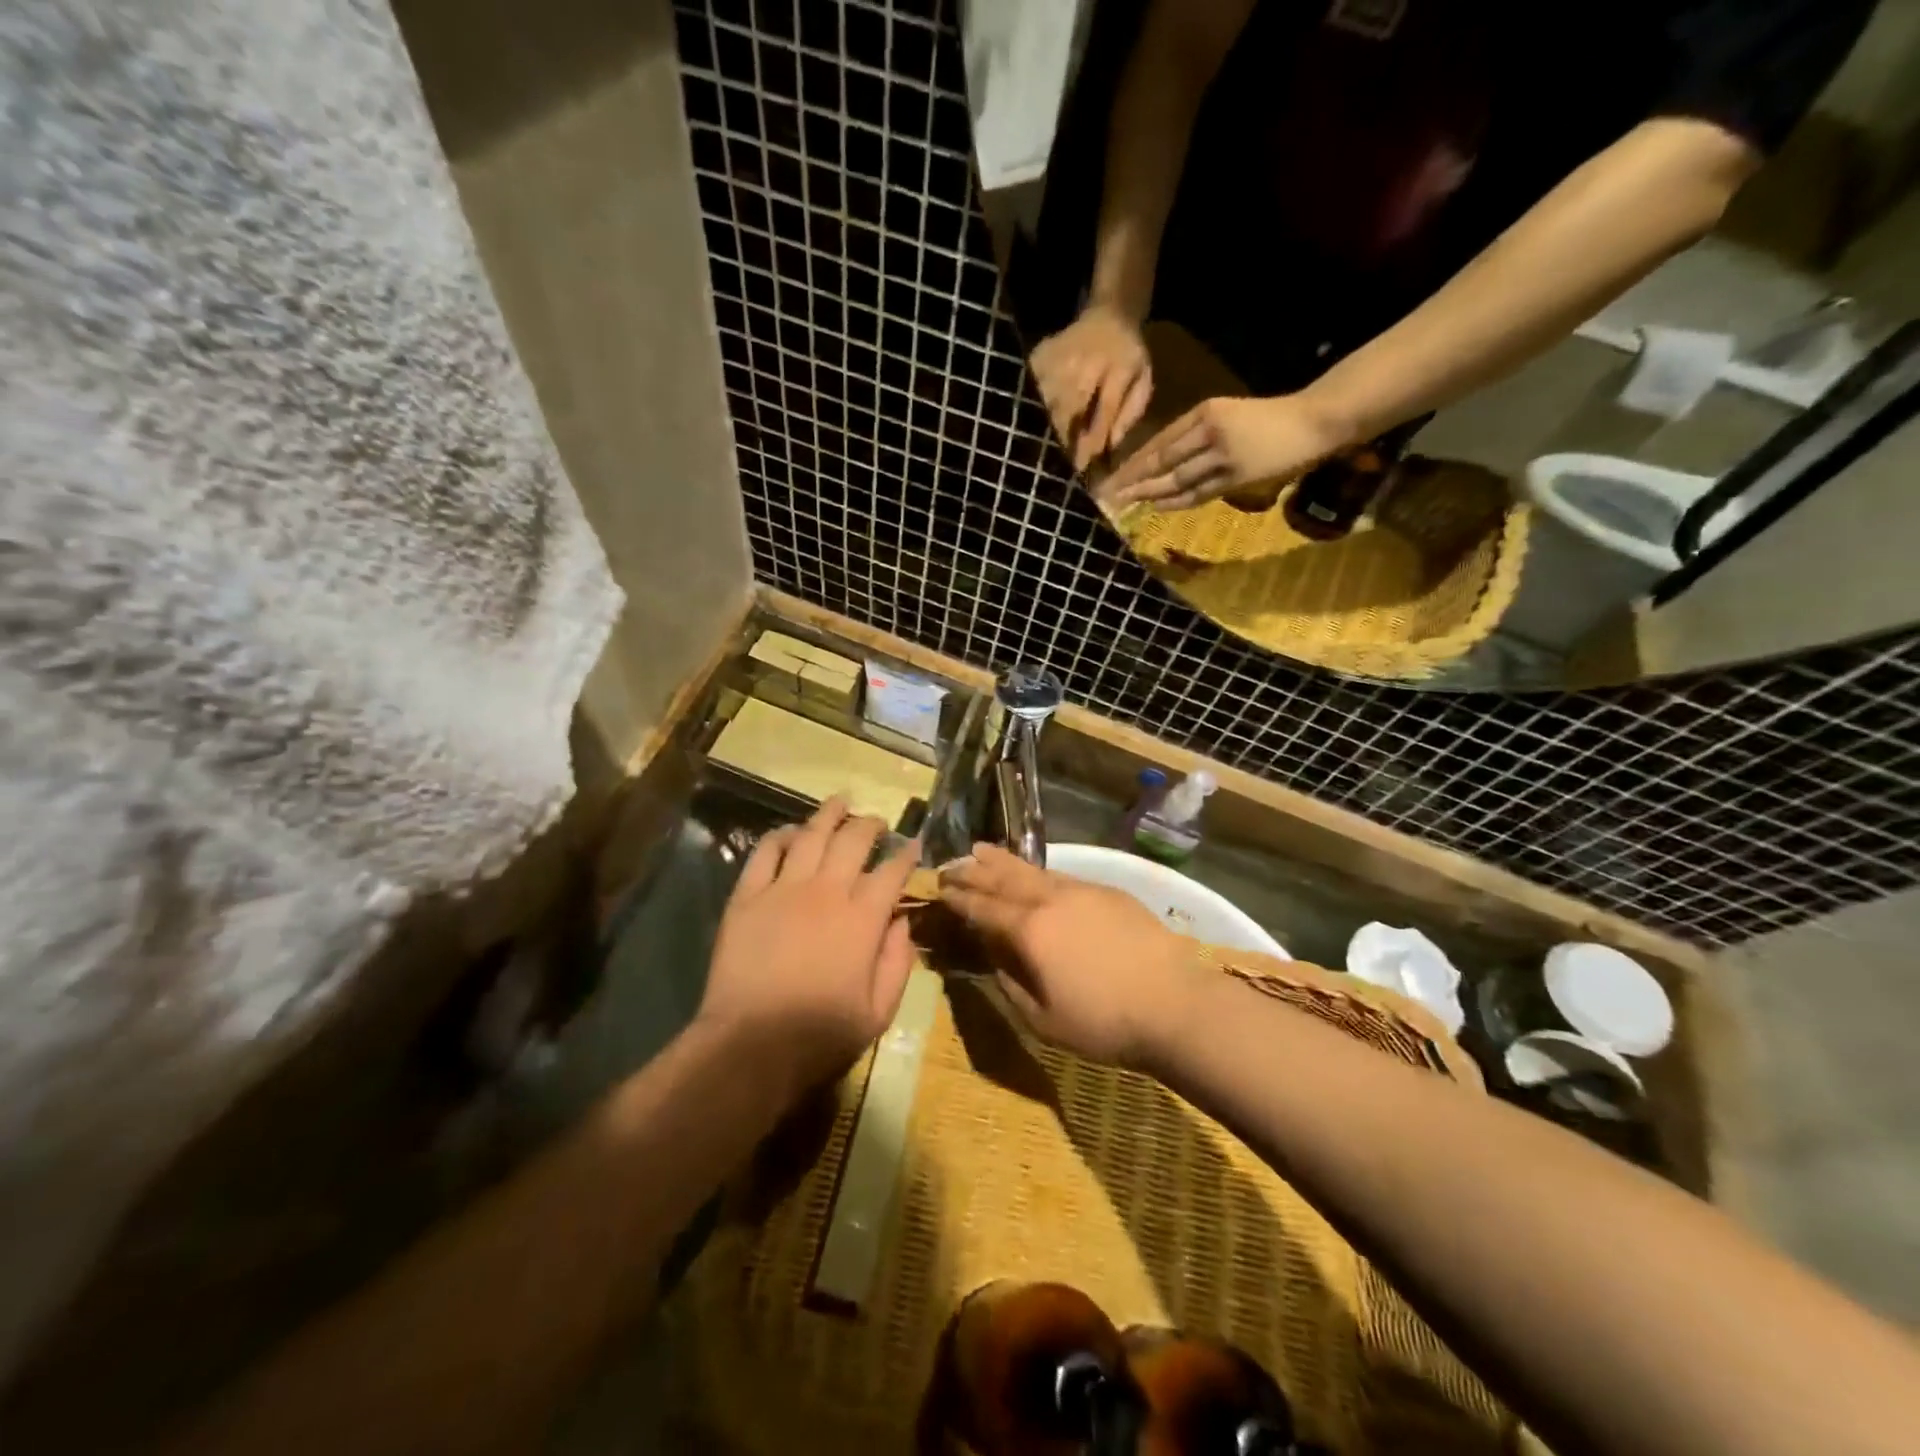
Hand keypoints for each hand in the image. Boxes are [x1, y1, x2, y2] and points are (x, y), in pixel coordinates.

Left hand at [698, 798, 918, 1102]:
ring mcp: (784, 889)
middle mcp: (827, 891)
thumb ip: (897, 962)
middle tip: (877, 822)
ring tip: (840, 802)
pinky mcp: (748, 896)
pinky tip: (790, 831)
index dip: (907, 854)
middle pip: (853, 840)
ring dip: (829, 815)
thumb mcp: (878, 1012)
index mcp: (863, 918)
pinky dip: (780, 836)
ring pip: (811, 835)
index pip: (892, 871)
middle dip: (871, 825)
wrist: (750, 1045)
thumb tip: (902, 922)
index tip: (914, 845)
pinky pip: (765, 853)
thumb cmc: (821, 1034)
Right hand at [939, 845, 1202, 1065]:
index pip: (983, 908)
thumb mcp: (1042, 1019)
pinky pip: (1062, 875)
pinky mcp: (1109, 892)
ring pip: (1033, 870)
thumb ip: (1010, 983)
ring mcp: (1082, 891)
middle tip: (953, 862)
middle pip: (1004, 878)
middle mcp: (1050, 901)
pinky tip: (1036, 874)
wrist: (1175, 1005)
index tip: (940, 887)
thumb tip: (994, 954)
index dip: (959, 898)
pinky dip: (1038, 871)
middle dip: (975, 869)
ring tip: (982, 849)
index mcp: (1029, 931)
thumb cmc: (1103, 1023)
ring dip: (1003, 861)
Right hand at [1029, 305, 1154, 470]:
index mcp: (1119, 366)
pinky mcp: (1042, 354)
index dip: (1092, 440)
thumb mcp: (1142, 382)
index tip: (1082, 466)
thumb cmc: (1128, 356)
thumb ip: (1129, 414)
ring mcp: (1061, 355)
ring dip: (1046, 427)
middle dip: (1065, 438)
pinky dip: (1032, 407)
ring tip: (1046, 447)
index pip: (1104, 410)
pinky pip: (1032, 388)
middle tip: (1060, 463)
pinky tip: (1033, 420)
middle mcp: (1088, 359)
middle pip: (1071, 408)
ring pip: (1048, 402)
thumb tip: (1108, 447)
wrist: (1109, 314)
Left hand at [1100, 393, 1351, 511]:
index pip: (1159, 441)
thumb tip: (1165, 464)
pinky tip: (1156, 507)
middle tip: (1106, 495)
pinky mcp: (1237, 474)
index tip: (1111, 477)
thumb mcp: (1230, 416)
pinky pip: (1198, 492)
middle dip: (1131, 479)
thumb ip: (1199, 436)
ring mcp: (1222, 453)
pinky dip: (1176, 501)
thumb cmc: (1271, 419)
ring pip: (1175, 478)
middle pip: (1160, 459)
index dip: (1133, 462)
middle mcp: (1209, 430)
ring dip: (1148, 493)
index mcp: (1205, 411)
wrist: (1315, 420)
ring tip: (1124, 504)